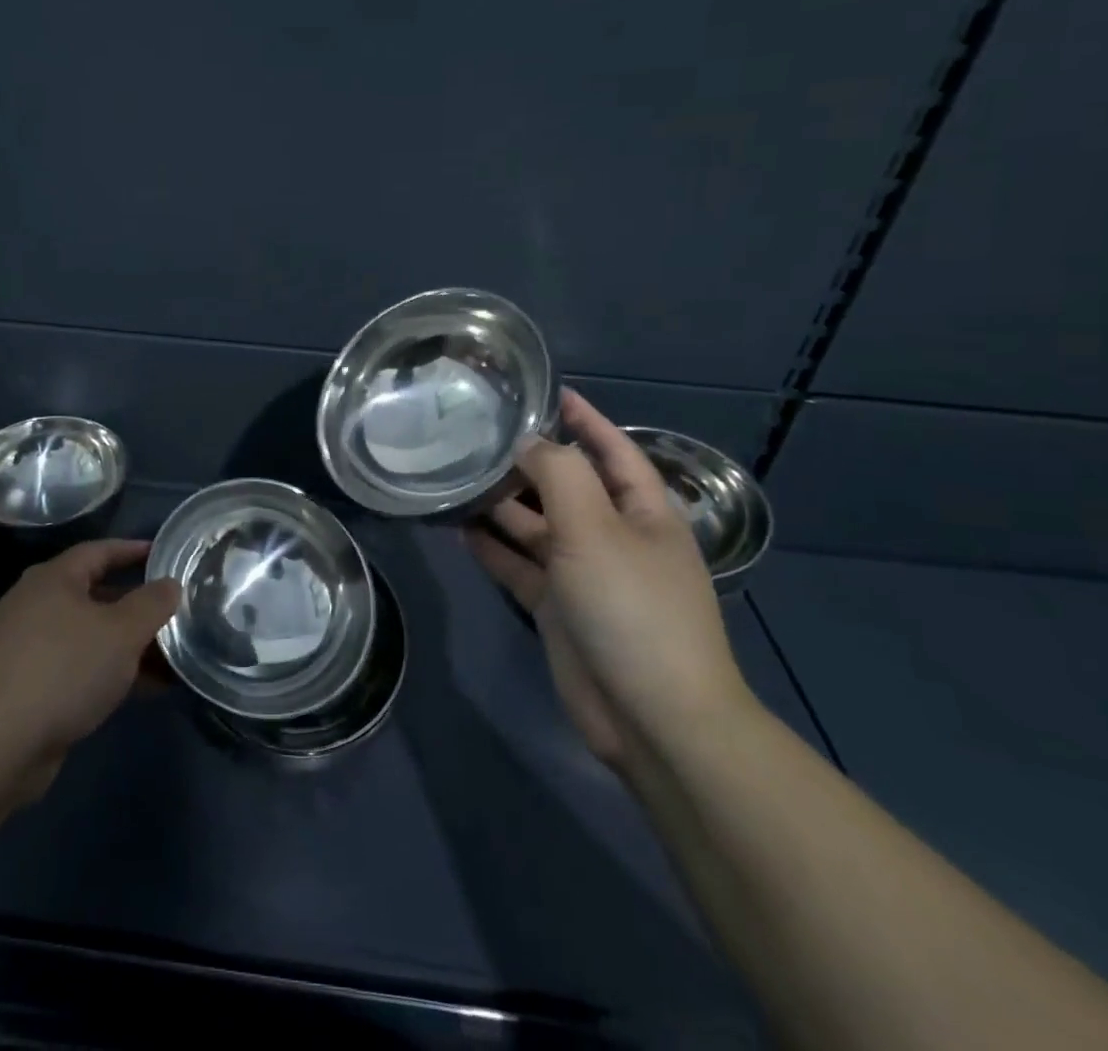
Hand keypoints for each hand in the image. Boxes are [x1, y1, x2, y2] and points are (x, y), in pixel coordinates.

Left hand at [0, 540, 179, 800]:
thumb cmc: (63, 670)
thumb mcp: (121, 632)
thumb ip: (152, 604)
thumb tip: (171, 584)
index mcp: (54, 579)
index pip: (99, 551)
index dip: (133, 550)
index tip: (165, 555)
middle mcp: (37, 605)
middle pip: (96, 594)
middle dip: (137, 605)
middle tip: (174, 611)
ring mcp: (29, 648)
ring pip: (90, 635)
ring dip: (129, 644)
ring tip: (171, 656)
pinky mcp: (28, 687)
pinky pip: (80, 667)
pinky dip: (111, 671)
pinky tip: (144, 689)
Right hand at [465, 389, 755, 779]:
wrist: (652, 716)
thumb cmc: (631, 607)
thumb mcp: (595, 527)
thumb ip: (559, 474)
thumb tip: (529, 444)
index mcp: (642, 512)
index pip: (613, 451)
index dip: (586, 420)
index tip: (550, 391)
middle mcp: (614, 537)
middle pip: (566, 487)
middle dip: (528, 462)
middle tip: (477, 436)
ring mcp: (585, 574)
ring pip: (537, 526)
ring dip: (502, 505)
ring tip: (456, 477)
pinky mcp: (559, 608)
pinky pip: (520, 566)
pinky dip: (494, 548)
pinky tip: (459, 529)